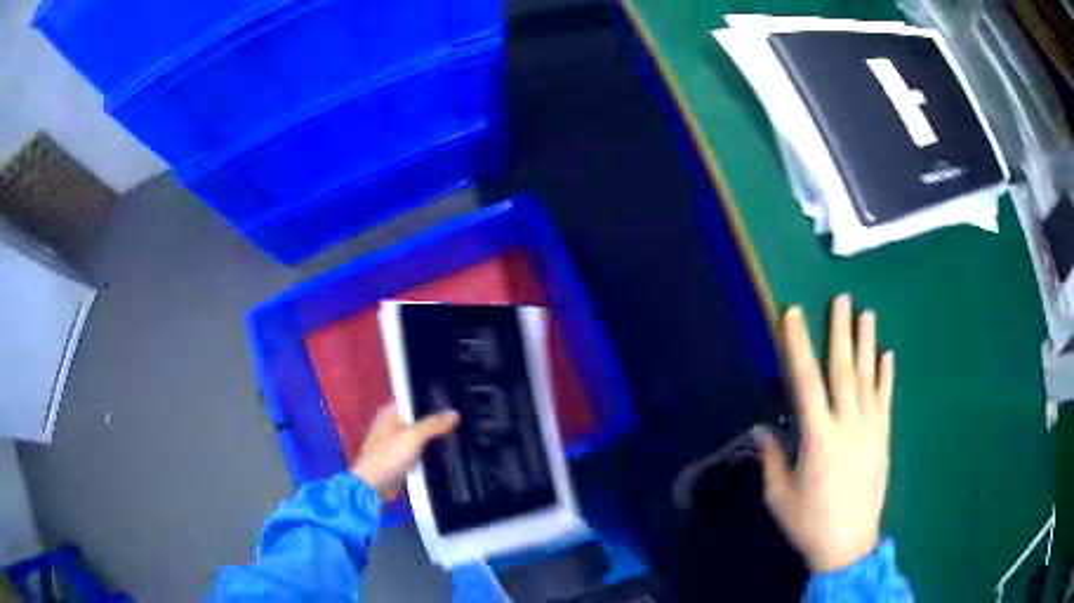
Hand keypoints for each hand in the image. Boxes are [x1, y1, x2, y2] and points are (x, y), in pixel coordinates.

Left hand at [352, 405, 459, 501]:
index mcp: (390, 412)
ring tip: (462, 432)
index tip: (455, 401)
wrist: (373, 487)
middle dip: (438, 419)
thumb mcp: (413, 437)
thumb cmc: (389, 457)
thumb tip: (455, 413)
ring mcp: (397, 442)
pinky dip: (431, 450)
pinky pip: (420, 450)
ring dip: (436, 436)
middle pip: (419, 417)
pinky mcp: (402, 458)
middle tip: (463, 418)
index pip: (414, 398)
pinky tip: (450, 450)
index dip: (433, 399)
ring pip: (422, 435)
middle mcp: (392, 423)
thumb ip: (433, 424)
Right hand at [755, 294, 894, 573]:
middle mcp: (847, 426)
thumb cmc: (809, 523)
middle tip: (842, 299)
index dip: (798, 347)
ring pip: (868, 379)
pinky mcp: (883, 439)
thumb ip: (772, 458)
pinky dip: (887, 377)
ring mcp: (870, 430)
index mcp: (818, 439)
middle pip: (844, 371)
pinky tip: (888, 355)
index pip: (806, 383)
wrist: (849, 545)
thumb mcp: (779, 496)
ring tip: (867, 314)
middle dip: (841, 332)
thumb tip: (764, 429)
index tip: (793, 315)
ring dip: (867, 345)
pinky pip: (886, 401)